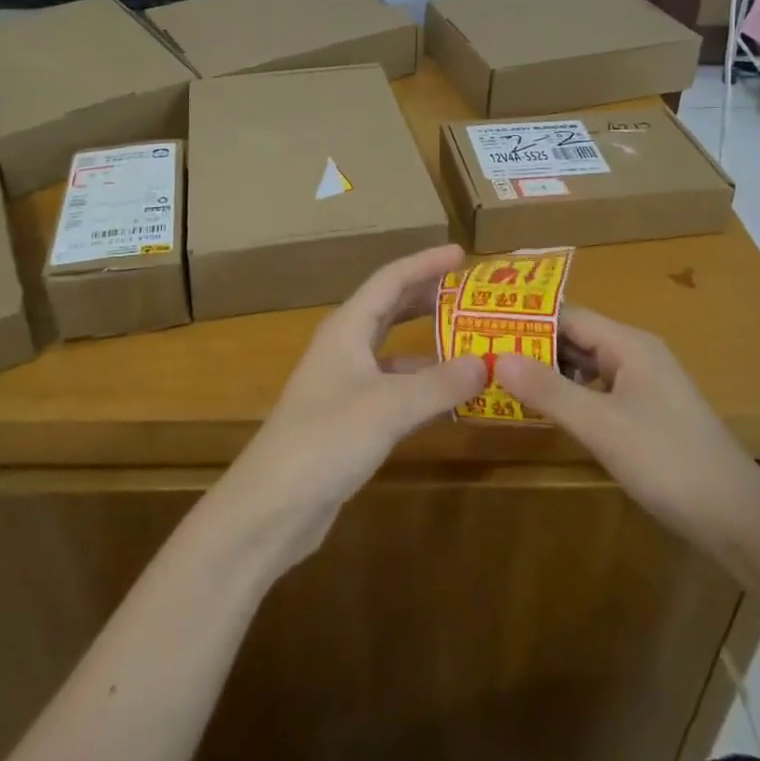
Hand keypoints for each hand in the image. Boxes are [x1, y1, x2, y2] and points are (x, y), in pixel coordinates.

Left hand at [219, 244, 485, 569]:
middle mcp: (345, 347)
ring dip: (429, 343)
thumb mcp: (388, 408)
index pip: (390, 280)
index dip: (425, 263)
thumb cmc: (325, 439)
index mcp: (347, 328)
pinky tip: (450, 398)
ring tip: (470, 341)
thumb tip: (487, 363)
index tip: (461, 253)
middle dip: (428, 297)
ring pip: (394, 350)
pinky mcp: (350, 419)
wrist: (272, 506)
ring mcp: (346, 384)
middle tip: (470, 293)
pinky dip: (422, 385)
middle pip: (391, 309)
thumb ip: (439, 384)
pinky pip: (395, 387)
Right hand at [496, 305, 759, 554]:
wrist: (740, 522)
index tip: (482, 324)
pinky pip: (598, 392)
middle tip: (481, 353)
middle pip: (575, 339)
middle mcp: (636, 355)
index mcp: (628, 344)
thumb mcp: (601, 426)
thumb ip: (549, 390)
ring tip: (500, 378)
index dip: (525, 318)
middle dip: (532, 345)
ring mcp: (643, 386)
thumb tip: (496, 356)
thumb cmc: (668, 462)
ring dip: (548, 372)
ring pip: (585, 367)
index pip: (567, 315)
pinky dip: (569, 396)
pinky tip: (543, 410)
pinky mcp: (646, 415)